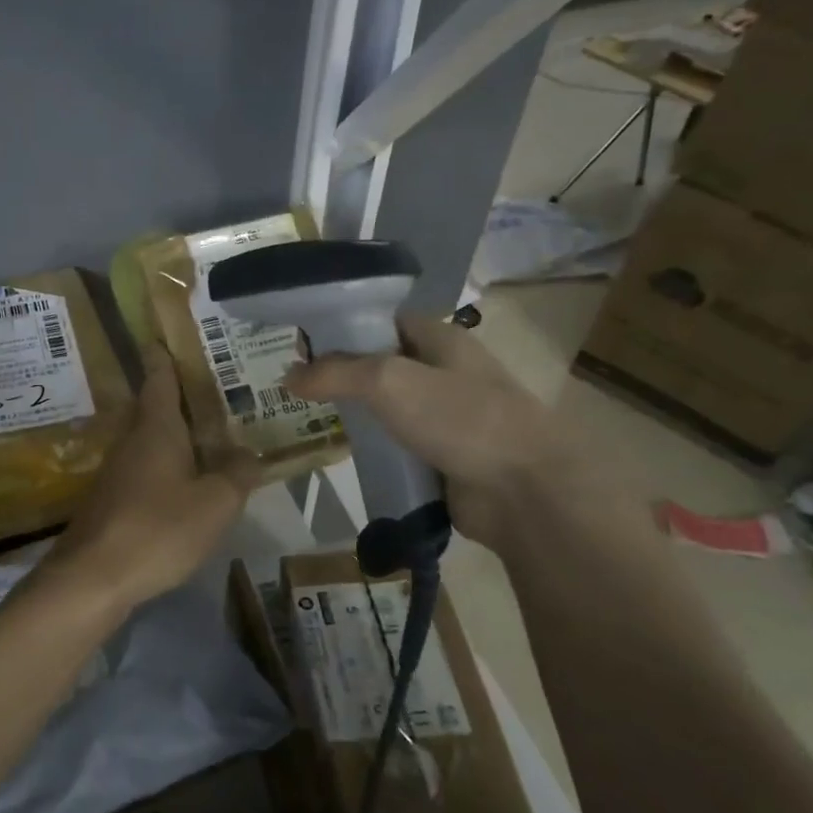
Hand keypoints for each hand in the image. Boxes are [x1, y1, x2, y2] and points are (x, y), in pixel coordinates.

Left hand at [48, 348, 259, 609]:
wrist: (93, 577)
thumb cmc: (158, 528)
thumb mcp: (214, 503)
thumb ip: (237, 474)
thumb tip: (251, 453)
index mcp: (156, 427)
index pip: (159, 376)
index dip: (165, 354)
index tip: (169, 335)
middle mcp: (132, 440)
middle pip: (154, 406)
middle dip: (179, 396)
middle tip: (214, 389)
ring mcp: (117, 470)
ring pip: (149, 439)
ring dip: (174, 434)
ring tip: (209, 435)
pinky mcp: (111, 500)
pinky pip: (144, 468)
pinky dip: (166, 465)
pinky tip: (185, 482)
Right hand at [285, 312, 603, 551]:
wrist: (525, 491)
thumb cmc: (460, 418)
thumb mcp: (388, 381)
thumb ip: (334, 373)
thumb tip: (287, 376)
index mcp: (440, 339)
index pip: (382, 320)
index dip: (343, 326)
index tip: (302, 344)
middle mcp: (444, 371)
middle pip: (381, 363)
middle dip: (342, 373)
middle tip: (296, 386)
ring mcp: (446, 416)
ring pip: (388, 406)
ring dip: (356, 412)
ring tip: (310, 417)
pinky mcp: (443, 456)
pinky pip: (398, 443)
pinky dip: (374, 446)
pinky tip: (345, 451)